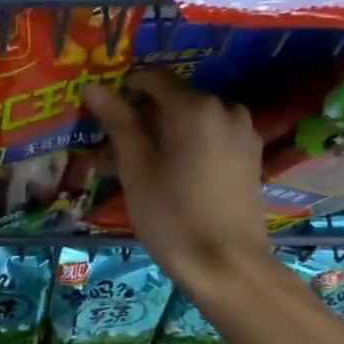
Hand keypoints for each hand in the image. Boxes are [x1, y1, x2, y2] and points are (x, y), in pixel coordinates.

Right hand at [83, 70, 265, 285]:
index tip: (101, 113)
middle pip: (174, 100)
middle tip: (113, 150)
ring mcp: (242, 132)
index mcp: (194, 107)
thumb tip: (94, 88)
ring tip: (138, 167)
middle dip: (142, 117)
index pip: (152, 79)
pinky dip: (187, 146)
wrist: (225, 264)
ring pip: (192, 120)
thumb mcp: (135, 168)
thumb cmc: (171, 215)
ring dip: (163, 134)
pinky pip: (211, 137)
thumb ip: (117, 123)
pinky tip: (169, 175)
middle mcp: (224, 109)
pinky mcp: (249, 156)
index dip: (123, 90)